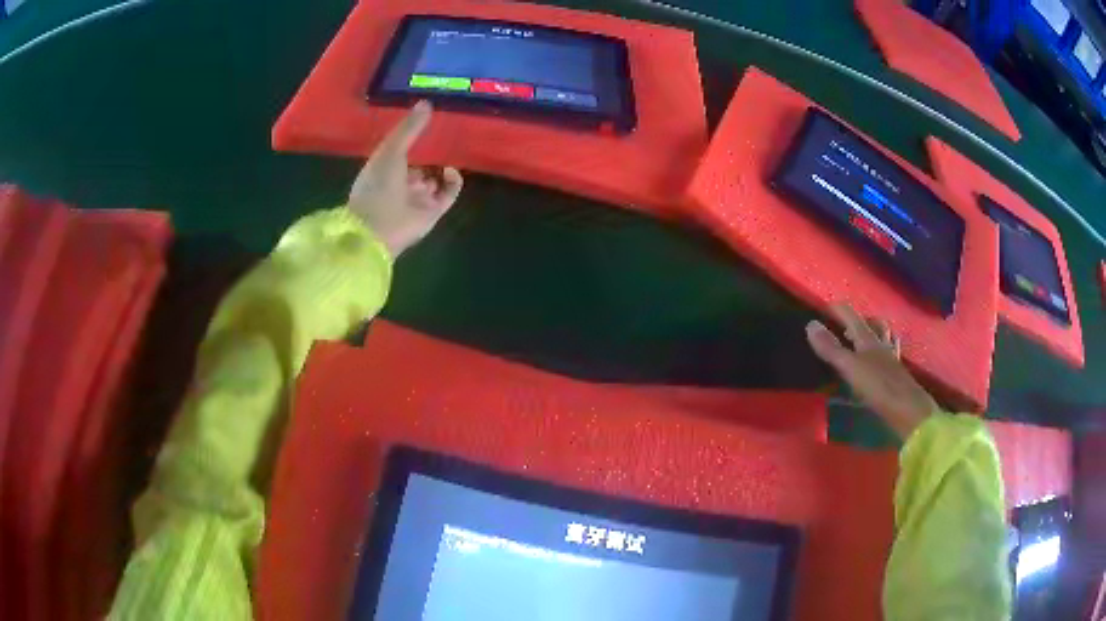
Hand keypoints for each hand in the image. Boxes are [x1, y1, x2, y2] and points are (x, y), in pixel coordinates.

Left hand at [348, 101, 462, 256]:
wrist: (379, 228)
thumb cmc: (377, 186)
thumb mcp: (391, 150)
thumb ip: (409, 129)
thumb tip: (427, 103)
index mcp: (384, 170)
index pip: (400, 153)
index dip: (412, 141)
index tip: (427, 124)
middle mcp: (401, 185)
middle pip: (419, 167)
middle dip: (429, 155)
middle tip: (444, 137)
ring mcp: (418, 199)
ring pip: (435, 180)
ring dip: (440, 168)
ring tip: (449, 152)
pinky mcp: (434, 211)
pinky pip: (449, 193)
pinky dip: (453, 181)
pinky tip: (450, 170)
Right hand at [806, 304, 940, 437]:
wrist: (907, 410)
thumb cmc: (877, 387)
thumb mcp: (849, 367)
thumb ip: (831, 348)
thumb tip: (810, 324)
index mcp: (869, 340)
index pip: (853, 317)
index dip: (839, 310)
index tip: (826, 307)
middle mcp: (882, 345)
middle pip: (875, 325)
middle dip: (862, 321)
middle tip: (848, 326)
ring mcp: (892, 361)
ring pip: (885, 339)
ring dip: (876, 335)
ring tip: (866, 340)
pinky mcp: (897, 377)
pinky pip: (890, 357)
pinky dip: (883, 355)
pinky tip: (878, 364)